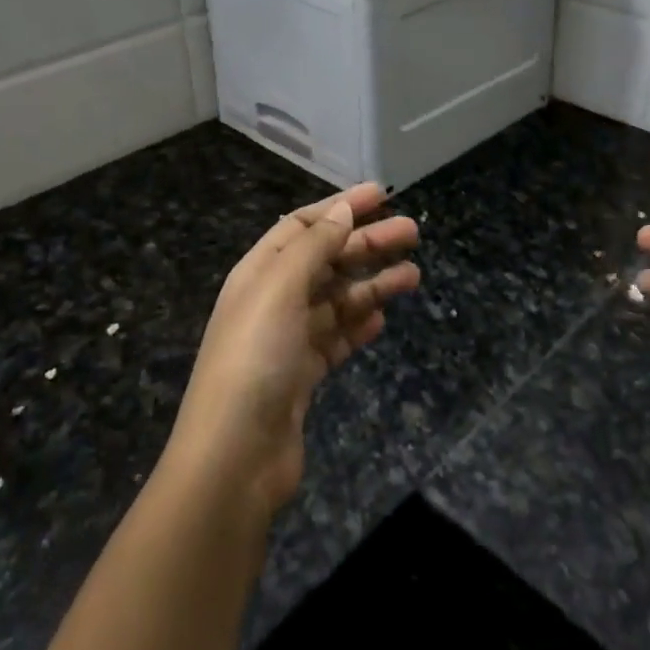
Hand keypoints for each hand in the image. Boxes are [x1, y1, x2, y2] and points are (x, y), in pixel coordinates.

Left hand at [170, 183, 419, 513]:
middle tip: (413, 232)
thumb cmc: (256, 358)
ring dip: (374, 284)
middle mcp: (273, 300)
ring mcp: (288, 340)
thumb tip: (342, 209)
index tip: (382, 194)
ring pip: (338, 299)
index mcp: (260, 272)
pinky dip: (359, 326)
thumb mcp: (281, 289)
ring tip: (414, 276)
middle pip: (327, 259)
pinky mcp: (302, 376)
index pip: (303, 225)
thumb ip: (313, 246)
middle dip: (368, 243)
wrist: (235, 455)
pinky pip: (337, 339)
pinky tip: (382, 321)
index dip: (341, 206)